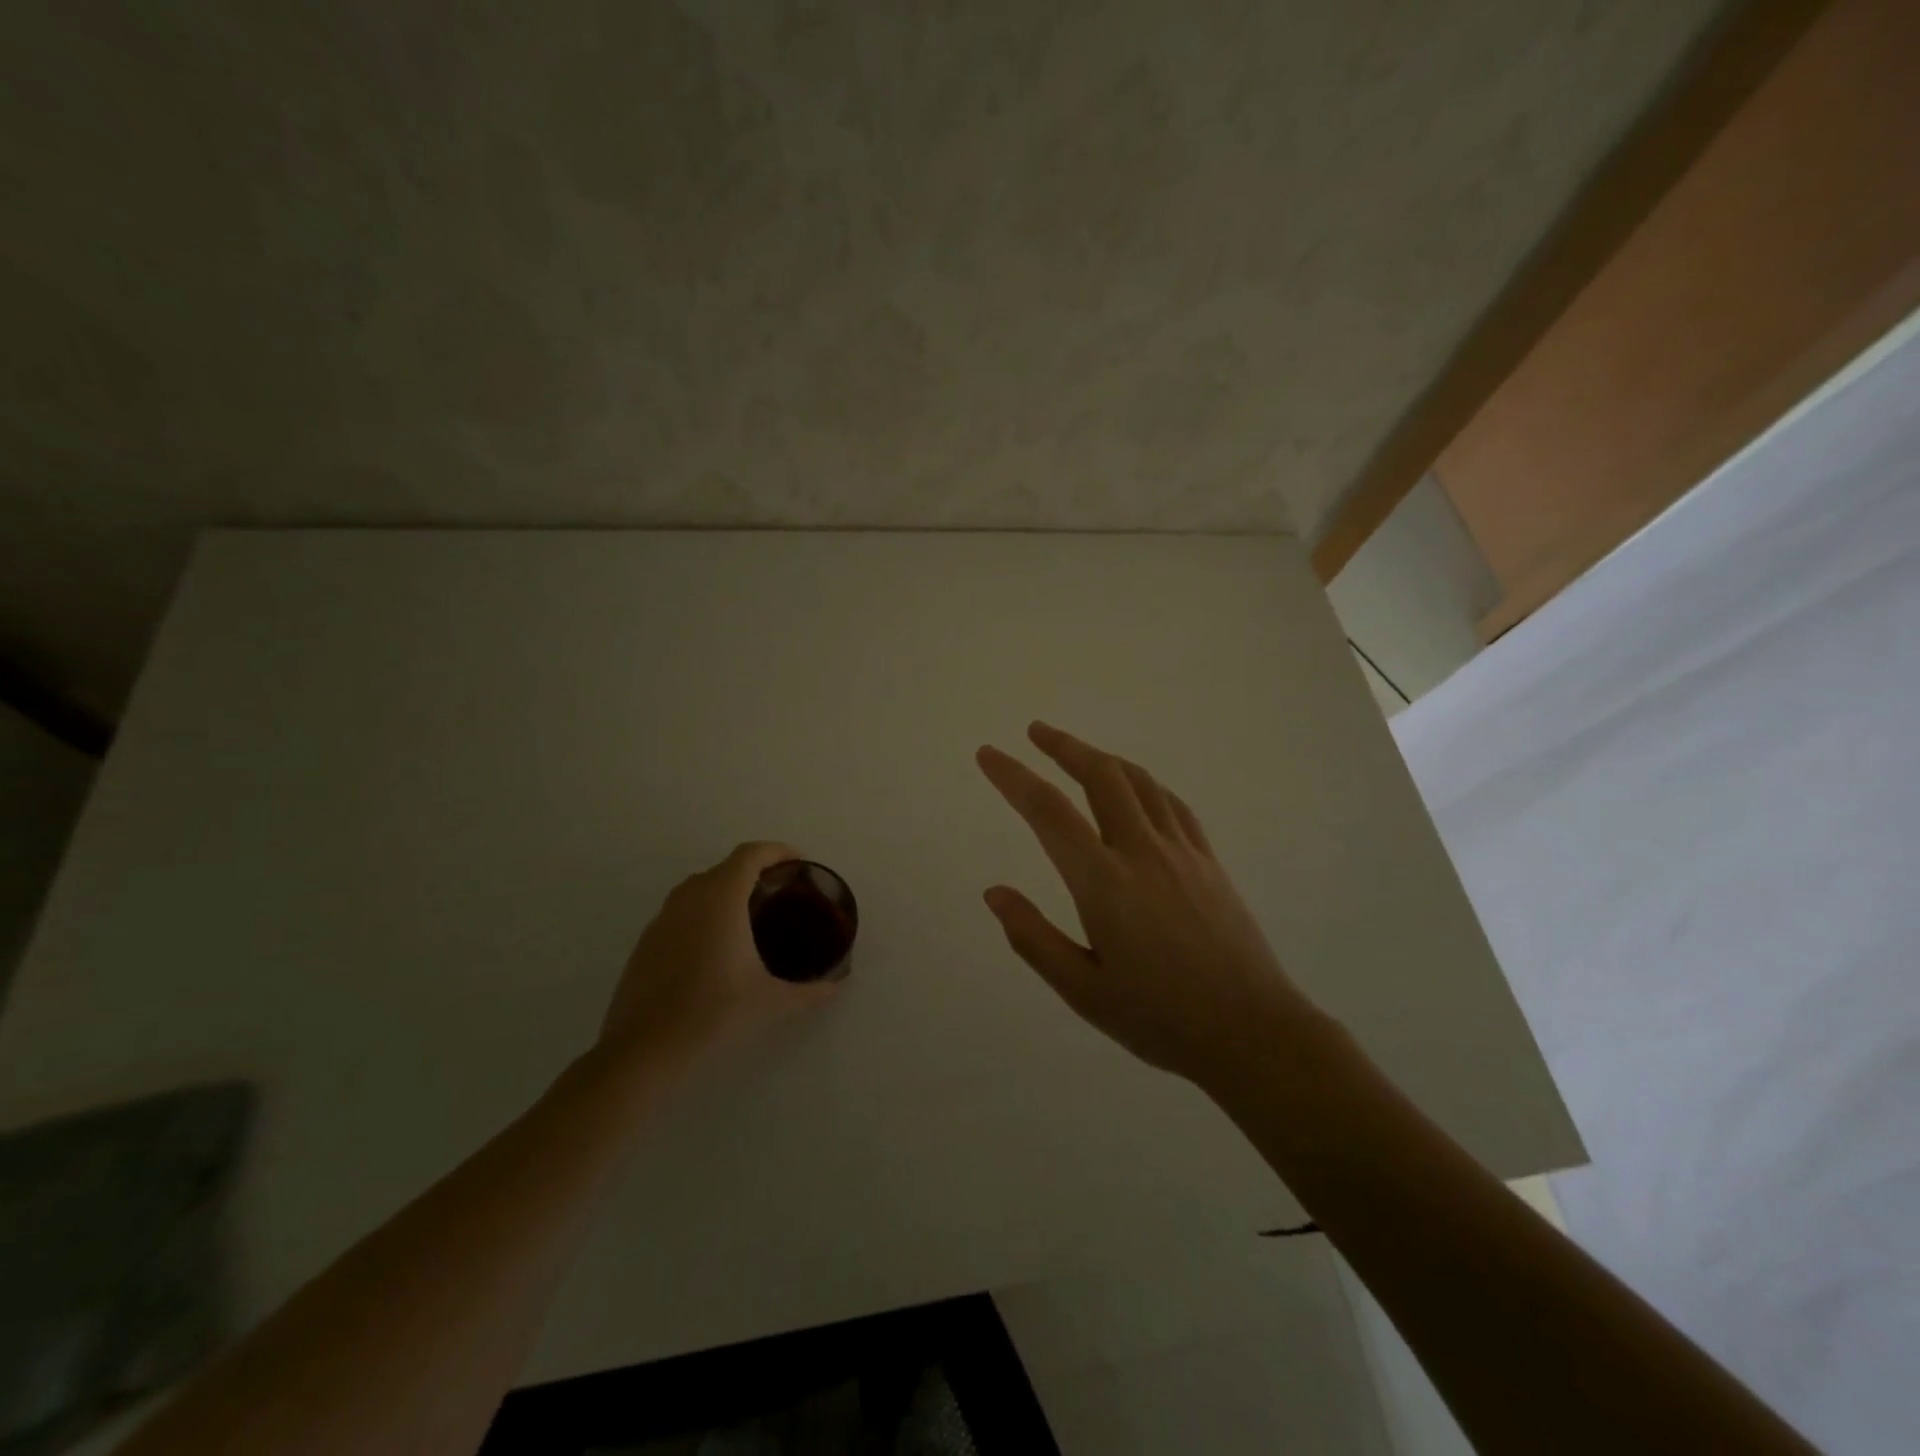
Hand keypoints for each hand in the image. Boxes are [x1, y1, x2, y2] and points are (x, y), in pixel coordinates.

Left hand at [599, 842, 839, 1079]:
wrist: (643, 1055)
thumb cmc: (714, 1016)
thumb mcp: (773, 1003)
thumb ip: (811, 991)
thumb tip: (837, 986)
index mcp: (720, 899)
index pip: (750, 854)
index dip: (777, 851)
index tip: (799, 864)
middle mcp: (688, 899)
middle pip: (725, 868)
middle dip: (755, 872)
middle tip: (782, 895)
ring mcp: (661, 921)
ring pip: (698, 889)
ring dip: (726, 893)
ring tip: (751, 919)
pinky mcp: (645, 945)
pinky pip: (680, 914)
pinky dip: (703, 916)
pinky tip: (716, 950)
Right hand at [976, 723, 1318, 1085]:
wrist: (1252, 1033)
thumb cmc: (1159, 1019)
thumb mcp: (1082, 991)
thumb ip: (1033, 937)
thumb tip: (994, 892)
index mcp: (1103, 883)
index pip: (1047, 812)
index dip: (1013, 777)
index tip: (988, 754)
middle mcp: (1142, 852)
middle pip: (1100, 776)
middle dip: (1063, 746)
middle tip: (1034, 732)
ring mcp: (1181, 852)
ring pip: (1139, 781)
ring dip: (1102, 757)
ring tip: (1077, 752)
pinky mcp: (1208, 860)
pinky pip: (1172, 803)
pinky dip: (1143, 783)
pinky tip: (1135, 787)